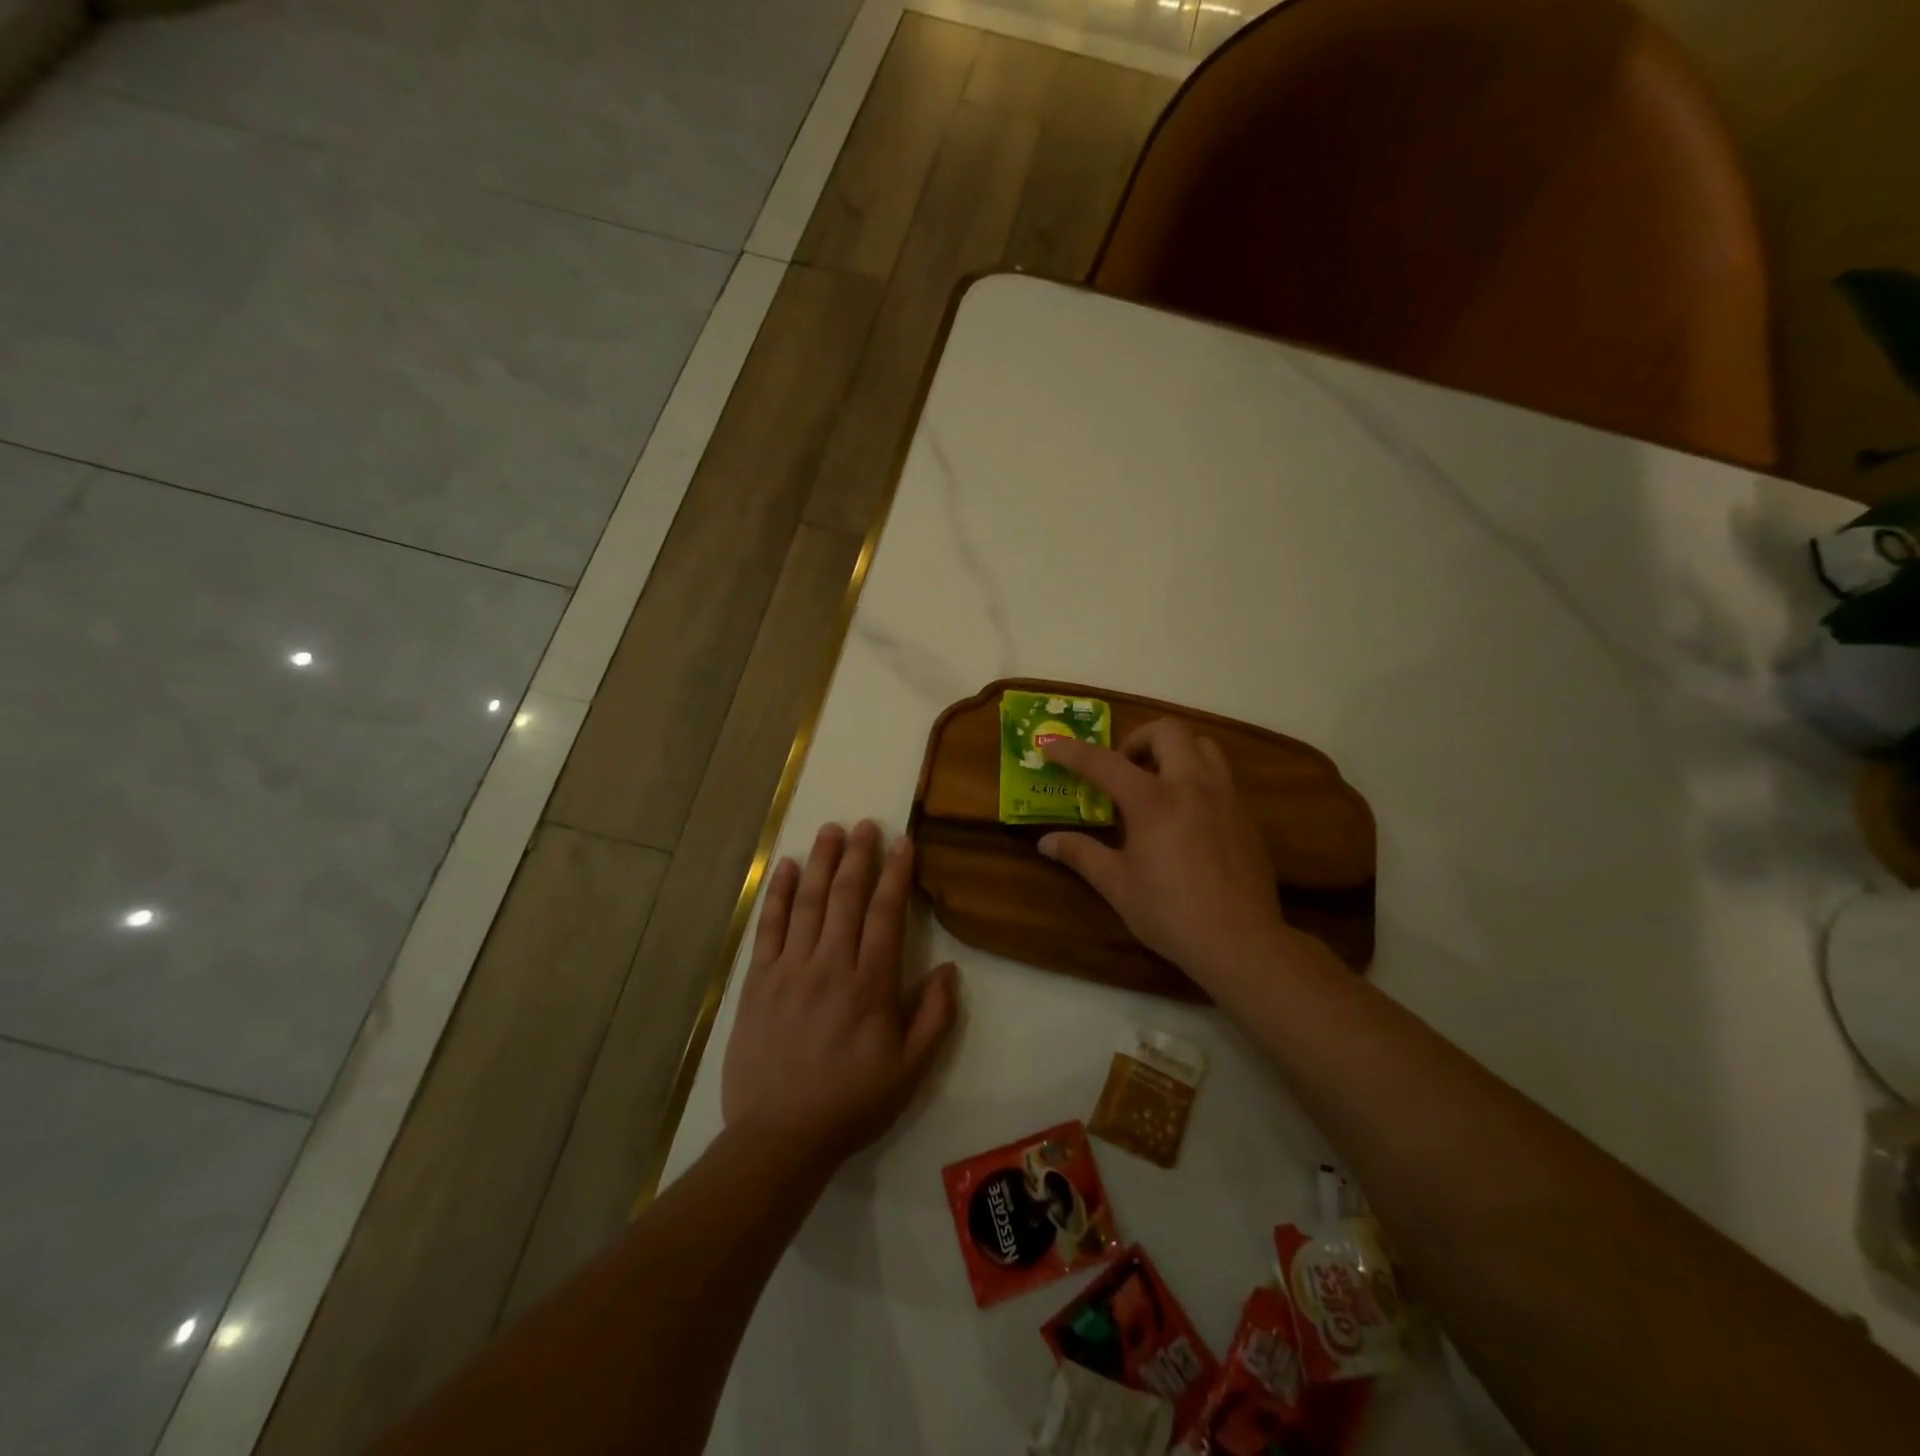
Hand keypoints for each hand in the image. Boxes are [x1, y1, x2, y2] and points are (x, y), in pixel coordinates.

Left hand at [722, 820, 958, 1168]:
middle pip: (846, 897)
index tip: (903, 843)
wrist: (779, 1136)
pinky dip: (778, 894)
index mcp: (871, 985)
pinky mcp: (757, 981)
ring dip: (821, 862)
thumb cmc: (851, 1103)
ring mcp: (790, 969)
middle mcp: (831, 965)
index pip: (886, 914)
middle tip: (865, 824)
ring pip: (808, 903)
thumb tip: (951, 970)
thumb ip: (935, 1017)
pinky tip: (786, 867)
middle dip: (858, 856)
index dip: (896, 874)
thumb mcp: (911, 1071)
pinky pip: (768, 928)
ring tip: (830, 830)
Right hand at [1039, 720, 1293, 984]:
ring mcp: (1225, 797)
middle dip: (1138, 739)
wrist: (1241, 941)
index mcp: (1153, 801)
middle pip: (1167, 731)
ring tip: (1156, 783)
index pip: (1104, 762)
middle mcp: (1191, 786)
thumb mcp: (1117, 885)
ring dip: (1174, 750)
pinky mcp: (1245, 815)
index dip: (1073, 751)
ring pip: (1202, 745)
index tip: (1051, 746)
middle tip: (1122, 769)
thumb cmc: (1171, 913)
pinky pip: (1220, 775)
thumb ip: (1081, 854)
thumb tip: (1046, 842)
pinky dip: (1196, 777)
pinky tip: (1185, 815)